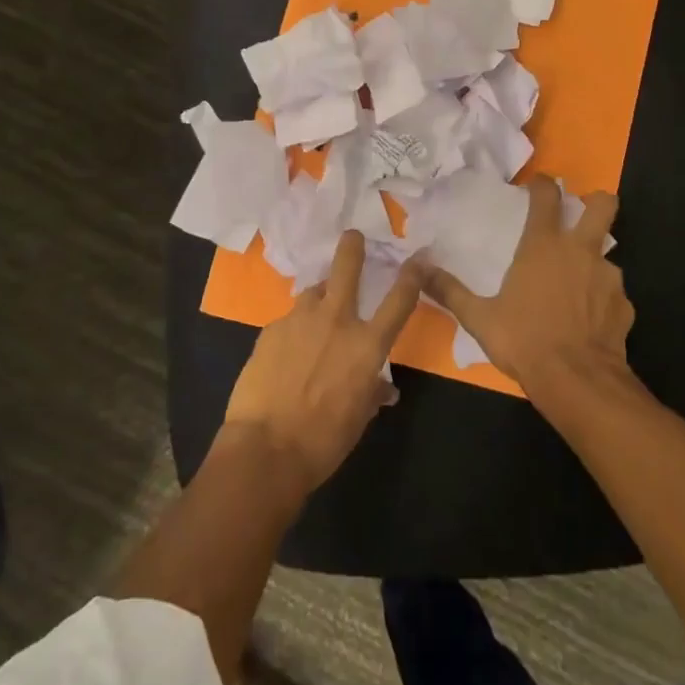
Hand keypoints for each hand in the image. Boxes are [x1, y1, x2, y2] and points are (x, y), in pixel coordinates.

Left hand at [224, 231, 426, 491]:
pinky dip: (295, 329)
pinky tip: (287, 351)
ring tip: (315, 315)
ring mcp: (299, 320)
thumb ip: (371, 392)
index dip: (411, 276)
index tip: (418, 258)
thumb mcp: (358, 418)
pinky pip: (289, 320)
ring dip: (319, 298)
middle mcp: (335, 321)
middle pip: (346, 268)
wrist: (266, 447)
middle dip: (352, 247)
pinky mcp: (271, 329)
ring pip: (313, 293)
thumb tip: (382, 388)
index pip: (398, 301)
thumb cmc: (323, 441)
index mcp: (366, 345)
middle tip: (353, 236)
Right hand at [426, 178, 630, 396]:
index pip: (548, 196)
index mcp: (543, 245)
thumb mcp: (479, 318)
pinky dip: (601, 299)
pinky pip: (612, 292)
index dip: (543, 184)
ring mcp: (608, 277)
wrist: (579, 382)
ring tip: (574, 286)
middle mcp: (580, 251)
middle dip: (596, 202)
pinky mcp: (624, 305)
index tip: (538, 184)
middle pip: (603, 205)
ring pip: (606, 254)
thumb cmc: (525, 340)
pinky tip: (587, 319)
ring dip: (592, 261)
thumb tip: (418, 269)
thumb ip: (450, 291)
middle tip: (579, 215)